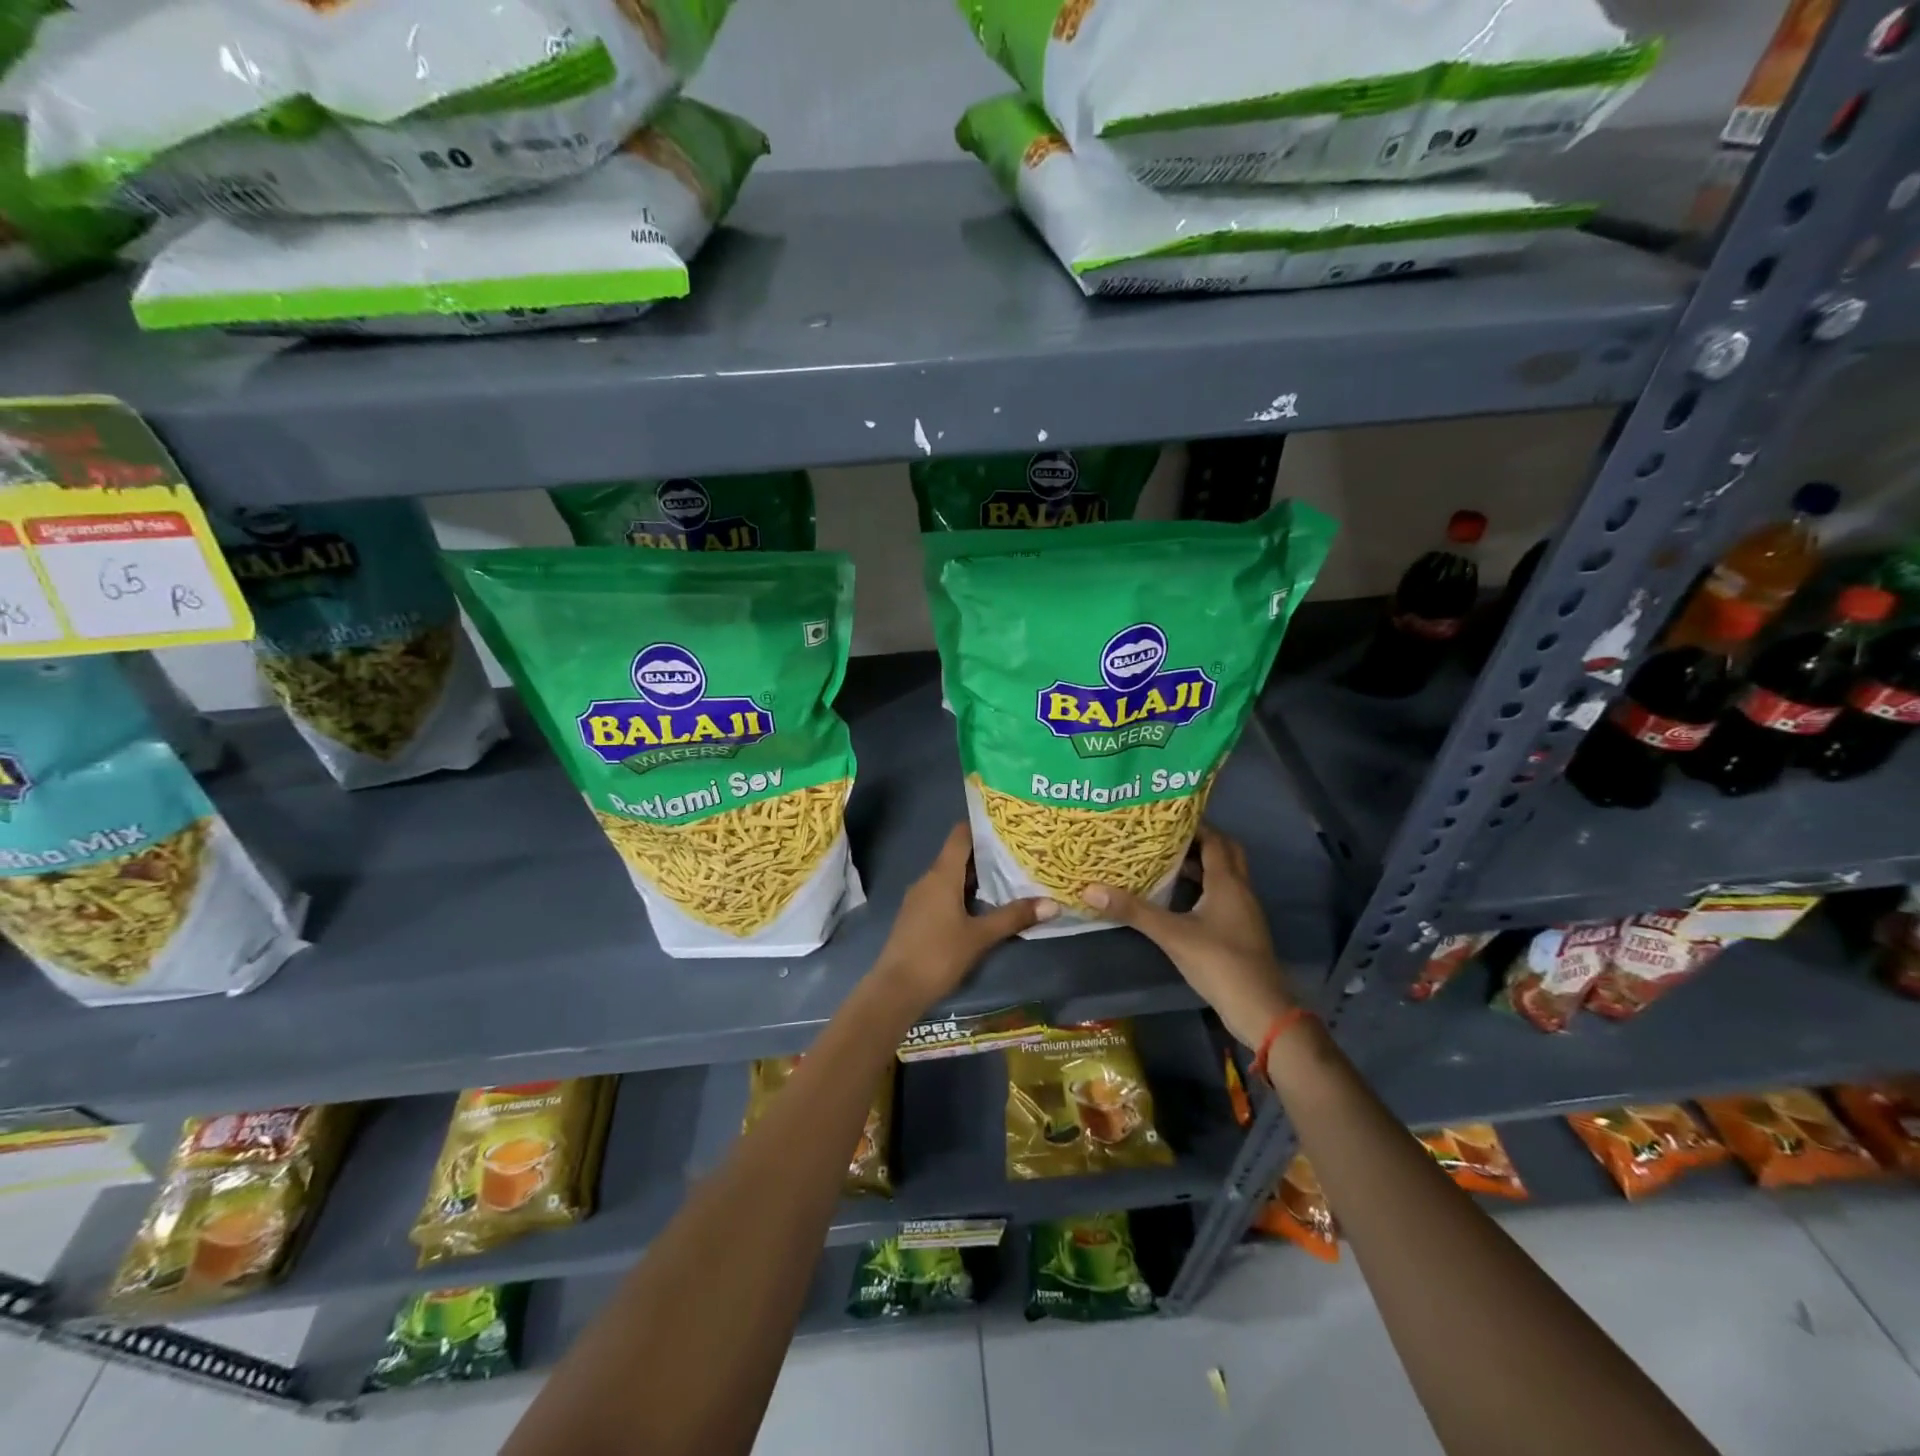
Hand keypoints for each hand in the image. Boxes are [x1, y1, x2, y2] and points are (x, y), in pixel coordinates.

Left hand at [870, 823, 1056, 1015]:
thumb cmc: (938, 955)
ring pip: (951, 876)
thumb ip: (1014, 917)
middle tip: (1019, 851)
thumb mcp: (980, 936)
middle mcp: (928, 879)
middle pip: (958, 855)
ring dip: (977, 876)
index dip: (982, 825)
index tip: (1009, 823)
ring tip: (1009, 876)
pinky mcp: (917, 916)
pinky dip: (964, 893)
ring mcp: (920, 898)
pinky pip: (943, 893)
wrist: (896, 989)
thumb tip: (1053, 903)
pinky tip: (983, 905)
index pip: (961, 835)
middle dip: (987, 853)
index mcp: (941, 875)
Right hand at [1082, 825, 1293, 1048]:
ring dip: (1200, 865)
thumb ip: (1134, 911)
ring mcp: (1243, 911)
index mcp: (1227, 882)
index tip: (1163, 817)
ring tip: (1164, 861)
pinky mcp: (1240, 930)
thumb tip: (1090, 889)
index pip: (1214, 840)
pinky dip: (1203, 887)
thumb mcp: (1172, 935)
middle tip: (1165, 837)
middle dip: (1199, 841)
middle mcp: (1240, 890)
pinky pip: (1222, 895)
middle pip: (1224, 853)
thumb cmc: (1219, 963)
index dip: (1193, 825)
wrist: (1260, 1009)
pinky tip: (1178, 898)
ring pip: (1224, 875)